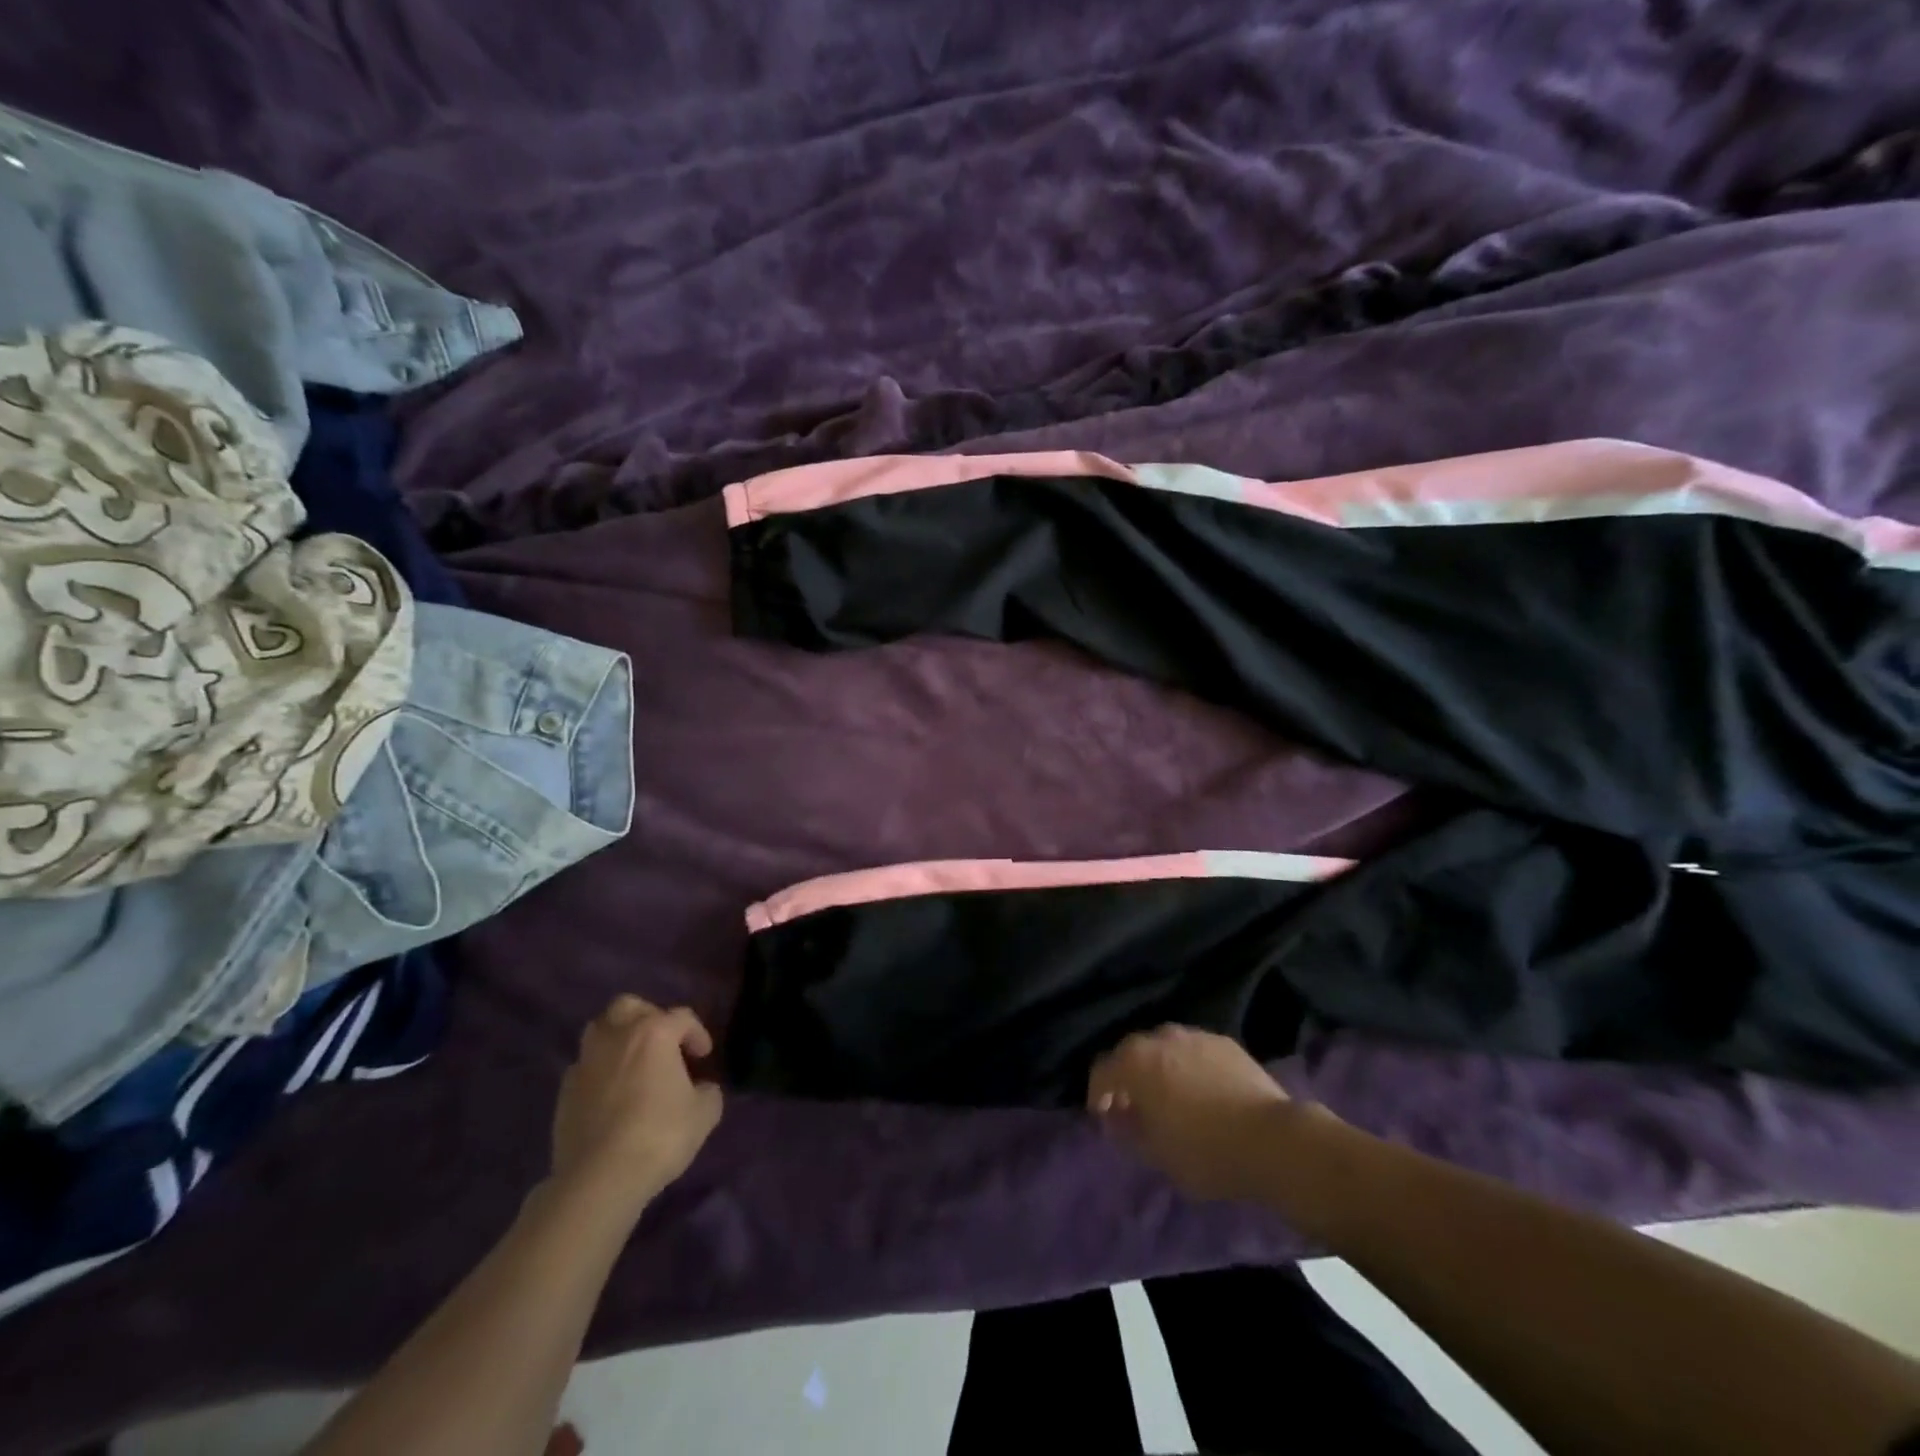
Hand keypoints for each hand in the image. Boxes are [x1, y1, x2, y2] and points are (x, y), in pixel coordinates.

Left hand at [550, 996, 722, 1216]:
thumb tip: (701, 1089)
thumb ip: (708, 1091)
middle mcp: (617, 1036)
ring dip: (619, 1039)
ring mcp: (586, 1062)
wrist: (599, 1178)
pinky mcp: (565, 1091)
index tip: (703, 1058)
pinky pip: (586, 1066)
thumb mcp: (704, 1114)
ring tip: (634, 1065)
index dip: (698, 1034)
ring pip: (600, 1030)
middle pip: (630, 1006)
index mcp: (654, 1032)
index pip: (682, 1017)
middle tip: (663, 1044)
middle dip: (649, 1017)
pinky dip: (600, 1071)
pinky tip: (612, 1095)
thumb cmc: (659, 1135)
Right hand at [1087, 1024, 1300, 1201]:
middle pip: (1131, 1053)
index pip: (1101, 1071)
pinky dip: (1189, 1066)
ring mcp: (1194, 1035)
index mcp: (1135, 1062)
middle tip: (1136, 1106)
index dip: (1098, 1094)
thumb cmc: (1205, 1151)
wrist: (1272, 1139)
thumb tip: (1118, 1117)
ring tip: (1171, 1096)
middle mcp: (1160, 1038)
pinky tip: (1203, 1091)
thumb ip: (1128, 1131)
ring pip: (1164, 1047)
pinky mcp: (1224, 1041)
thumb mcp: (1156, 1154)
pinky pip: (1194, 1050)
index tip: (1105, 1117)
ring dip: (1159, 1068)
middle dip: (1128, 1077)